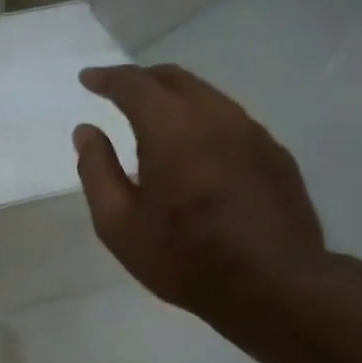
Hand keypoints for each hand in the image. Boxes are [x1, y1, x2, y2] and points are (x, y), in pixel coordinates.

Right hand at [73, 64, 331, 342]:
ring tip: (156, 120)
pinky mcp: (275, 154)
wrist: (272, 284)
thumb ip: (97, 170)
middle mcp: (214, 115)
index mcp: (170, 126)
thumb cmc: (183, 256)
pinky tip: (198, 152)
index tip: (88, 79)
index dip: (107, 78)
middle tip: (120, 92)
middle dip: (143, 80)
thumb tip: (86, 131)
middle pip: (175, 79)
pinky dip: (204, 123)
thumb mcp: (119, 224)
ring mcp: (252, 132)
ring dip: (176, 100)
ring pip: (208, 97)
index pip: (134, 84)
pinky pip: (232, 123)